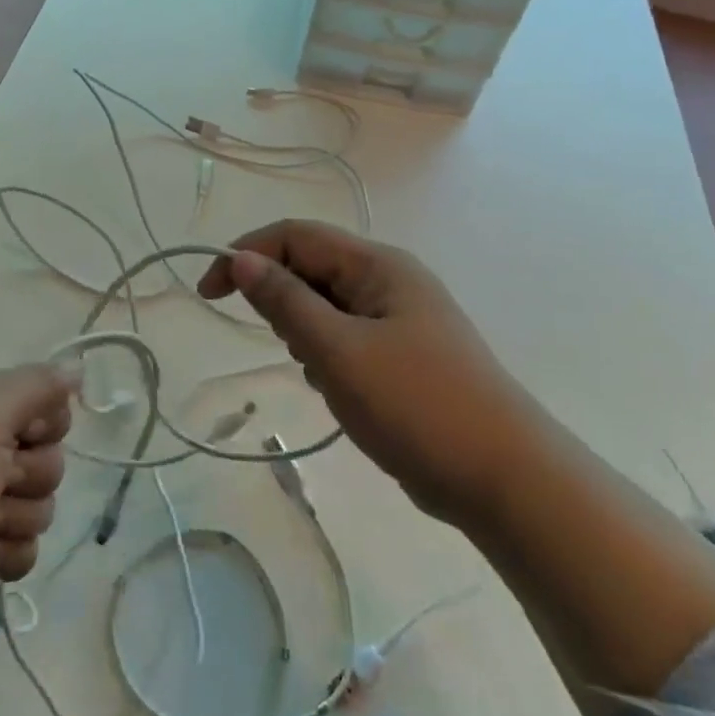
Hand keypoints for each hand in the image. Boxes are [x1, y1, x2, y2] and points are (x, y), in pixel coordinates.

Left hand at [0, 364, 77, 668]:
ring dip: (13, 517)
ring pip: (40, 506)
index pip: (42, 406)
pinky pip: (26, 550)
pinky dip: (5, 555)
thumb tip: (77, 366)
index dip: (45, 423)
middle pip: (47, 459)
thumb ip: (35, 386)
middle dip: (28, 475)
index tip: (26, 433)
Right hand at [198, 220, 509, 525]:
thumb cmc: (416, 404)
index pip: (296, 236)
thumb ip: (285, 302)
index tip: (209, 293)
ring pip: (328, 306)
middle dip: (282, 300)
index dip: (246, 255)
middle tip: (287, 350)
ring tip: (323, 376)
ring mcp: (401, 318)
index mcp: (377, 265)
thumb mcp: (338, 351)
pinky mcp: (406, 355)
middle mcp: (390, 281)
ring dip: (307, 333)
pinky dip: (330, 356)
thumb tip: (242, 259)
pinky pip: (348, 337)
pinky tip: (340, 392)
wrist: (505, 478)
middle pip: (313, 268)